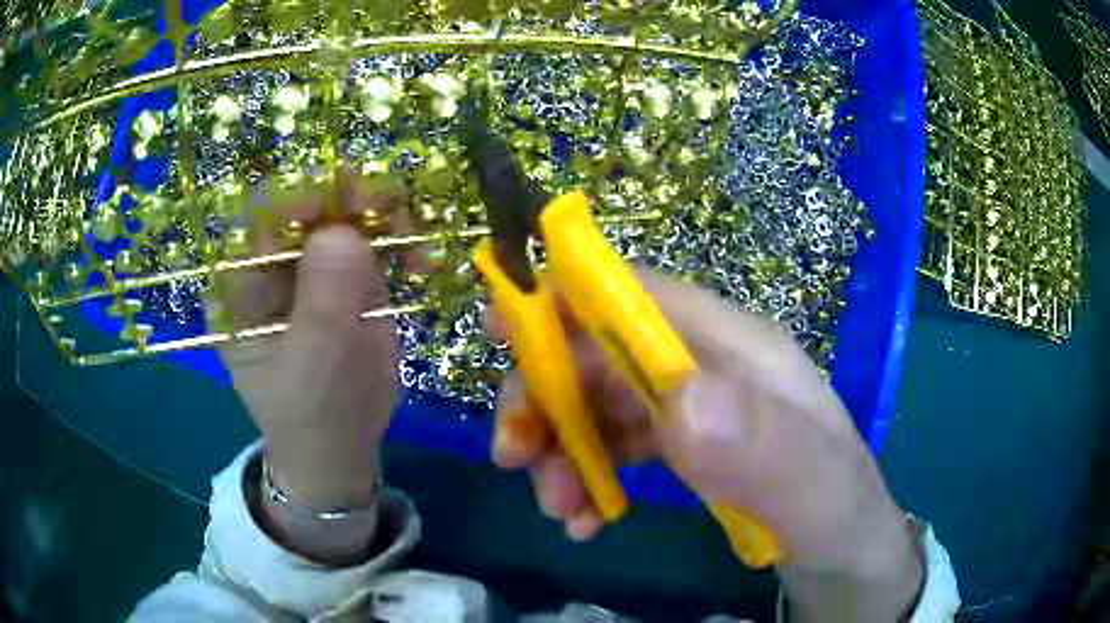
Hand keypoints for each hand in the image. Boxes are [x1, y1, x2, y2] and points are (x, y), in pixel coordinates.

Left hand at [217, 175, 406, 561]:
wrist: (343, 448)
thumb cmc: (310, 418)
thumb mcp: (310, 371)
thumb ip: (321, 306)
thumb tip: (342, 233)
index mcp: (240, 286)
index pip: (256, 222)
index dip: (292, 200)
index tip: (333, 203)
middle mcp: (272, 265)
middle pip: (304, 205)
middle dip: (344, 196)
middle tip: (385, 203)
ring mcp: (313, 266)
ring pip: (345, 212)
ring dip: (381, 211)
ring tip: (411, 233)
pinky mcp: (351, 275)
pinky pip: (377, 239)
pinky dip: (402, 238)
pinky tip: (421, 259)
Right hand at [491, 270, 923, 621]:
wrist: (851, 561)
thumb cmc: (840, 520)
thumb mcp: (818, 496)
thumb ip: (766, 449)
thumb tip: (678, 400)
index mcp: (742, 352)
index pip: (642, 298)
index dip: (566, 299)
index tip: (498, 332)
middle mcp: (711, 368)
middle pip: (603, 351)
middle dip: (546, 395)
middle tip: (513, 457)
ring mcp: (696, 410)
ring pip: (598, 401)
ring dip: (559, 446)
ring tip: (558, 507)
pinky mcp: (686, 449)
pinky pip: (614, 446)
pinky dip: (585, 476)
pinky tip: (585, 520)